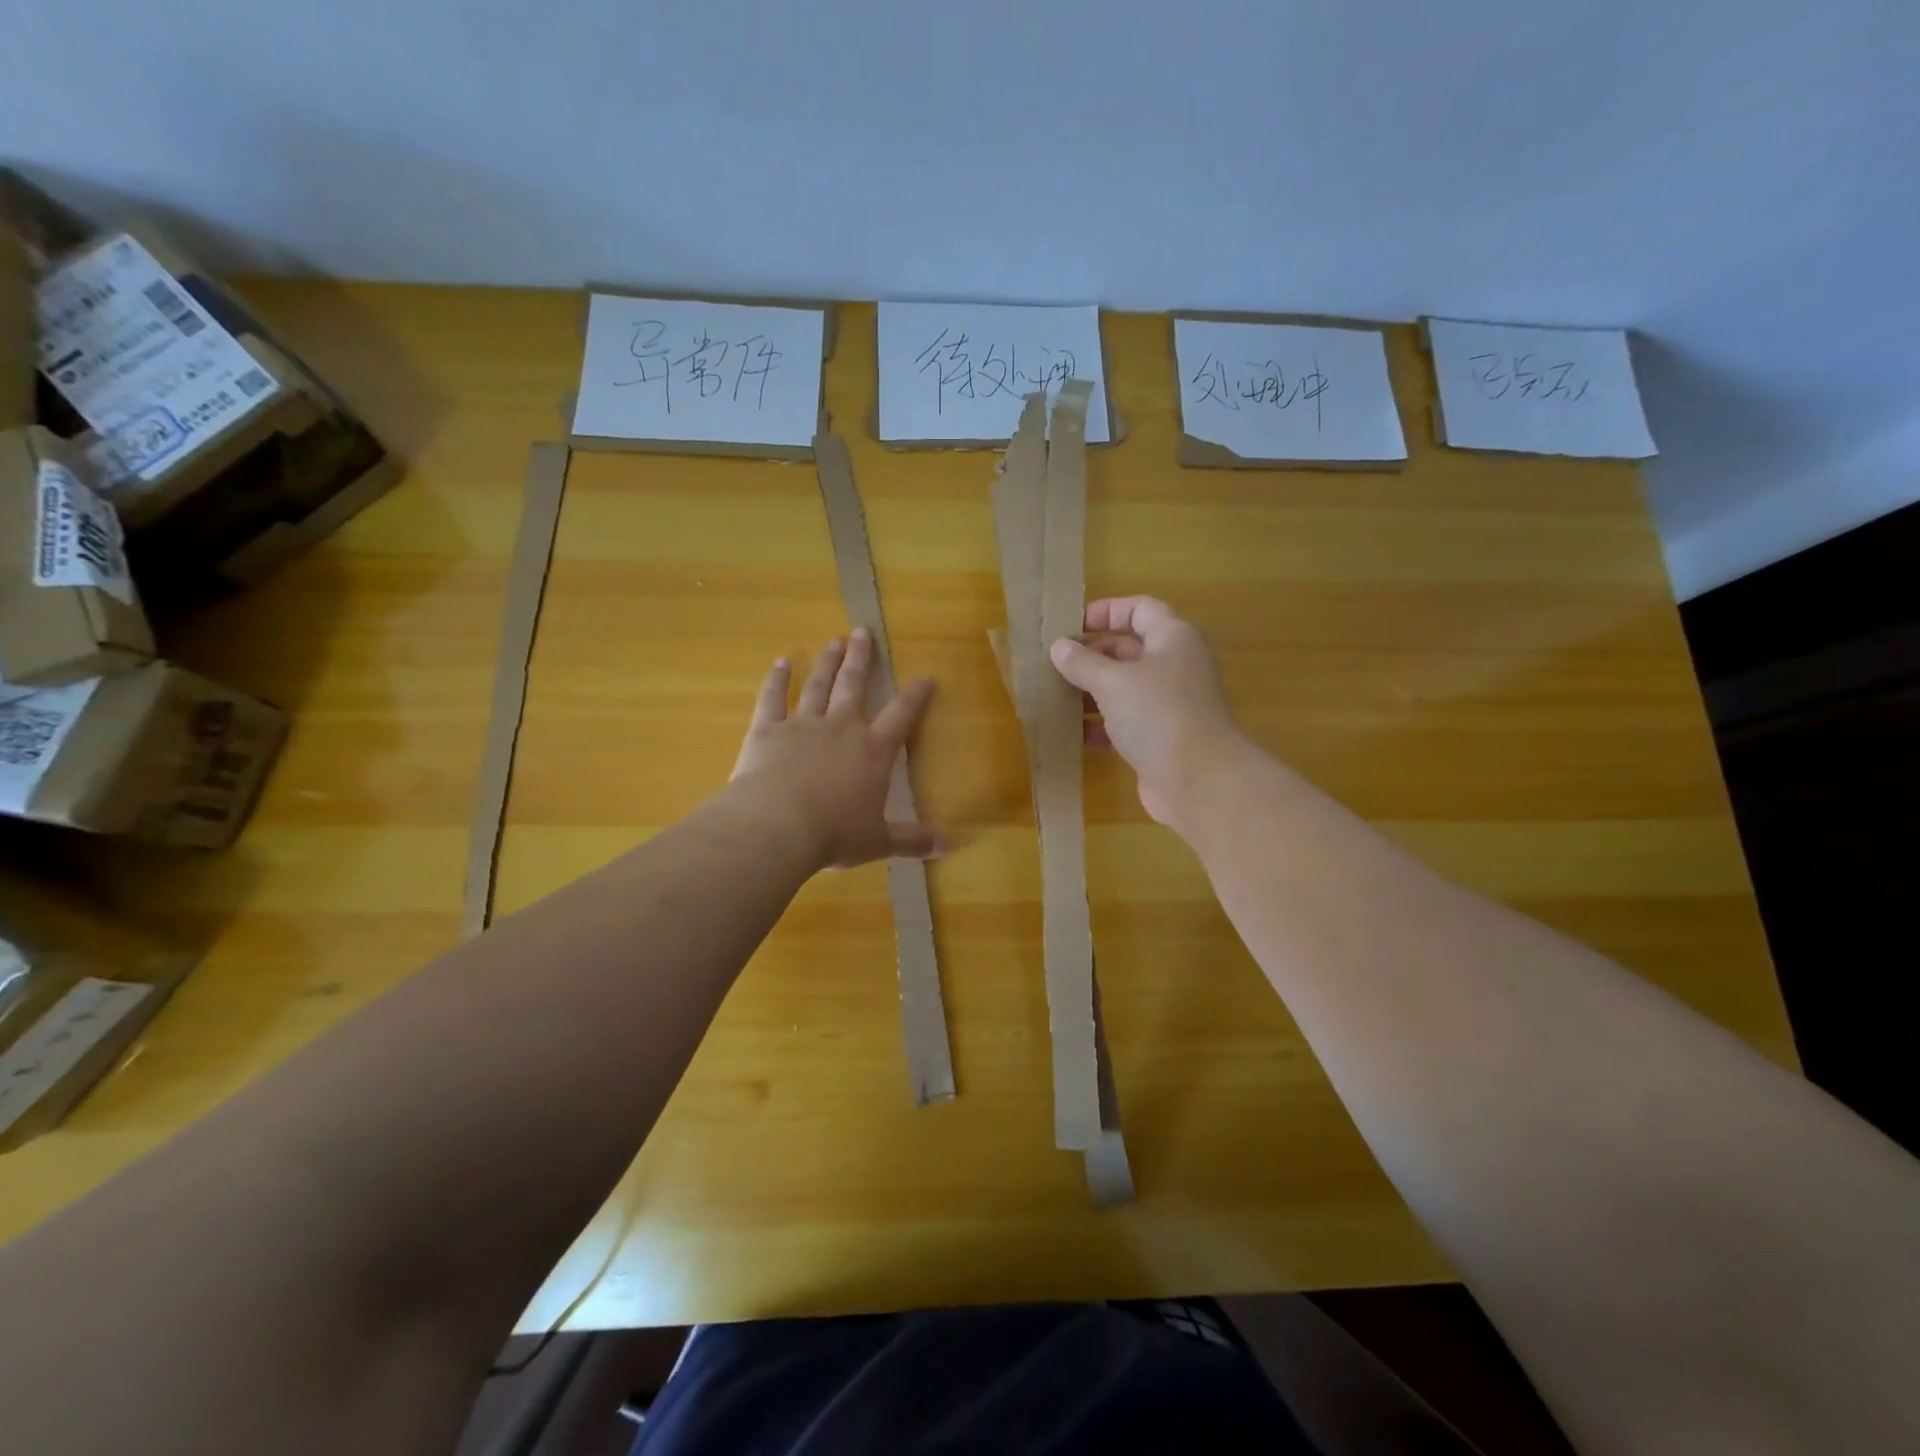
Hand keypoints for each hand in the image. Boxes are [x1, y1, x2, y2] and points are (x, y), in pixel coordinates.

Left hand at [730, 628, 942, 868]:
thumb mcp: (878, 842)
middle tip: (862, 632)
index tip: (925, 677)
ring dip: (827, 663)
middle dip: (861, 659)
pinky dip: (776, 680)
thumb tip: (947, 847)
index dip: (915, 696)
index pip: (901, 716)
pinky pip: (772, 699)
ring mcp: (803, 725)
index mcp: (873, 752)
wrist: (777, 827)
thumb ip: (911, 840)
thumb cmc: (833, 834)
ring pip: (818, 686)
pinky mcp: (767, 731)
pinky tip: (781, 663)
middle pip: (854, 685)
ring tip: (833, 641)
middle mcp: (841, 728)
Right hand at [1049, 597, 1247, 827]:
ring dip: (1090, 691)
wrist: (1200, 780)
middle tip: (1053, 664)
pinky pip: (1124, 721)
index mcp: (1172, 638)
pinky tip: (1071, 733)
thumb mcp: (1113, 682)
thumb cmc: (1159, 715)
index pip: (1140, 609)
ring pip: (1123, 687)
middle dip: (1091, 655)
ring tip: (1053, 696)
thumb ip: (1082, 662)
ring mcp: (1168, 703)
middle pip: (1128, 648)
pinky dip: (1100, 725)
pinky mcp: (1160, 737)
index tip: (1071, 624)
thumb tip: (1059, 647)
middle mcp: (1174, 665)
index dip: (1106, 611)